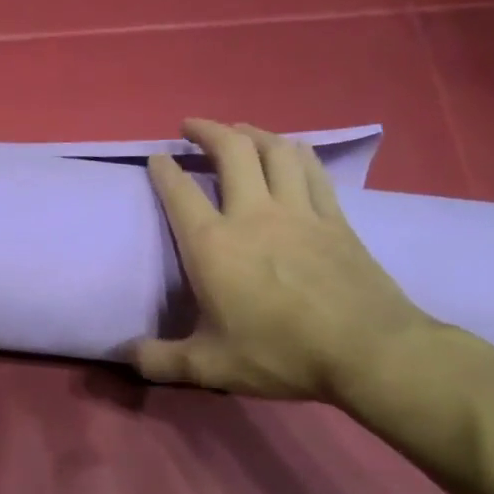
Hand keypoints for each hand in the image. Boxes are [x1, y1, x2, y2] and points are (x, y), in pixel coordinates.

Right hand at [131, 118, 438, 402]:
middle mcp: (253, 215)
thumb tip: (125, 356)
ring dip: (253, 133)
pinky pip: (313, 170)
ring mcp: (299, 211)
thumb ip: (160, 360)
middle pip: (231, 152)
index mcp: (214, 246)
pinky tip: (292, 151)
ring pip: (276, 151)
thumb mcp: (209, 366)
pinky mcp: (335, 218)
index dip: (164, 170)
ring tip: (239, 131)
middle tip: (191, 126)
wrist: (367, 351)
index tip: (156, 157)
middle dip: (207, 131)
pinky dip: (296, 152)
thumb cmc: (280, 354)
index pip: (180, 193)